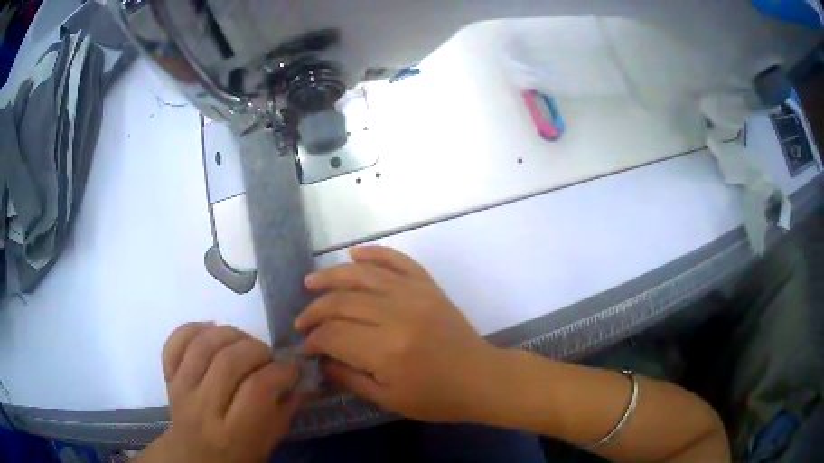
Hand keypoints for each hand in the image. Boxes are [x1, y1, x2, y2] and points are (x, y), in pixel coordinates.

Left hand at [139, 324, 302, 462]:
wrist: (196, 459)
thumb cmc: (238, 456)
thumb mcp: (268, 442)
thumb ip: (285, 410)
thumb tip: (301, 377)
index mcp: (233, 433)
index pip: (256, 389)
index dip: (279, 371)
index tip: (291, 369)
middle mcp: (202, 409)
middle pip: (227, 361)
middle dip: (256, 349)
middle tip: (268, 355)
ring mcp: (181, 390)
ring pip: (202, 346)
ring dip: (229, 334)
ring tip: (243, 341)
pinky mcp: (168, 378)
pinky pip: (174, 343)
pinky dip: (193, 329)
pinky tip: (212, 330)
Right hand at [295, 246, 499, 422]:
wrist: (481, 378)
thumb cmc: (437, 398)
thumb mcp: (388, 399)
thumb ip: (349, 378)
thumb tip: (320, 360)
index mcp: (387, 350)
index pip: (334, 335)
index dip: (313, 340)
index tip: (305, 346)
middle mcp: (398, 315)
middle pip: (342, 302)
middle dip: (315, 311)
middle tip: (302, 321)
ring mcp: (415, 295)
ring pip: (363, 275)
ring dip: (332, 276)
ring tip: (310, 282)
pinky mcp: (429, 286)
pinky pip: (398, 261)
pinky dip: (375, 253)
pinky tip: (354, 254)